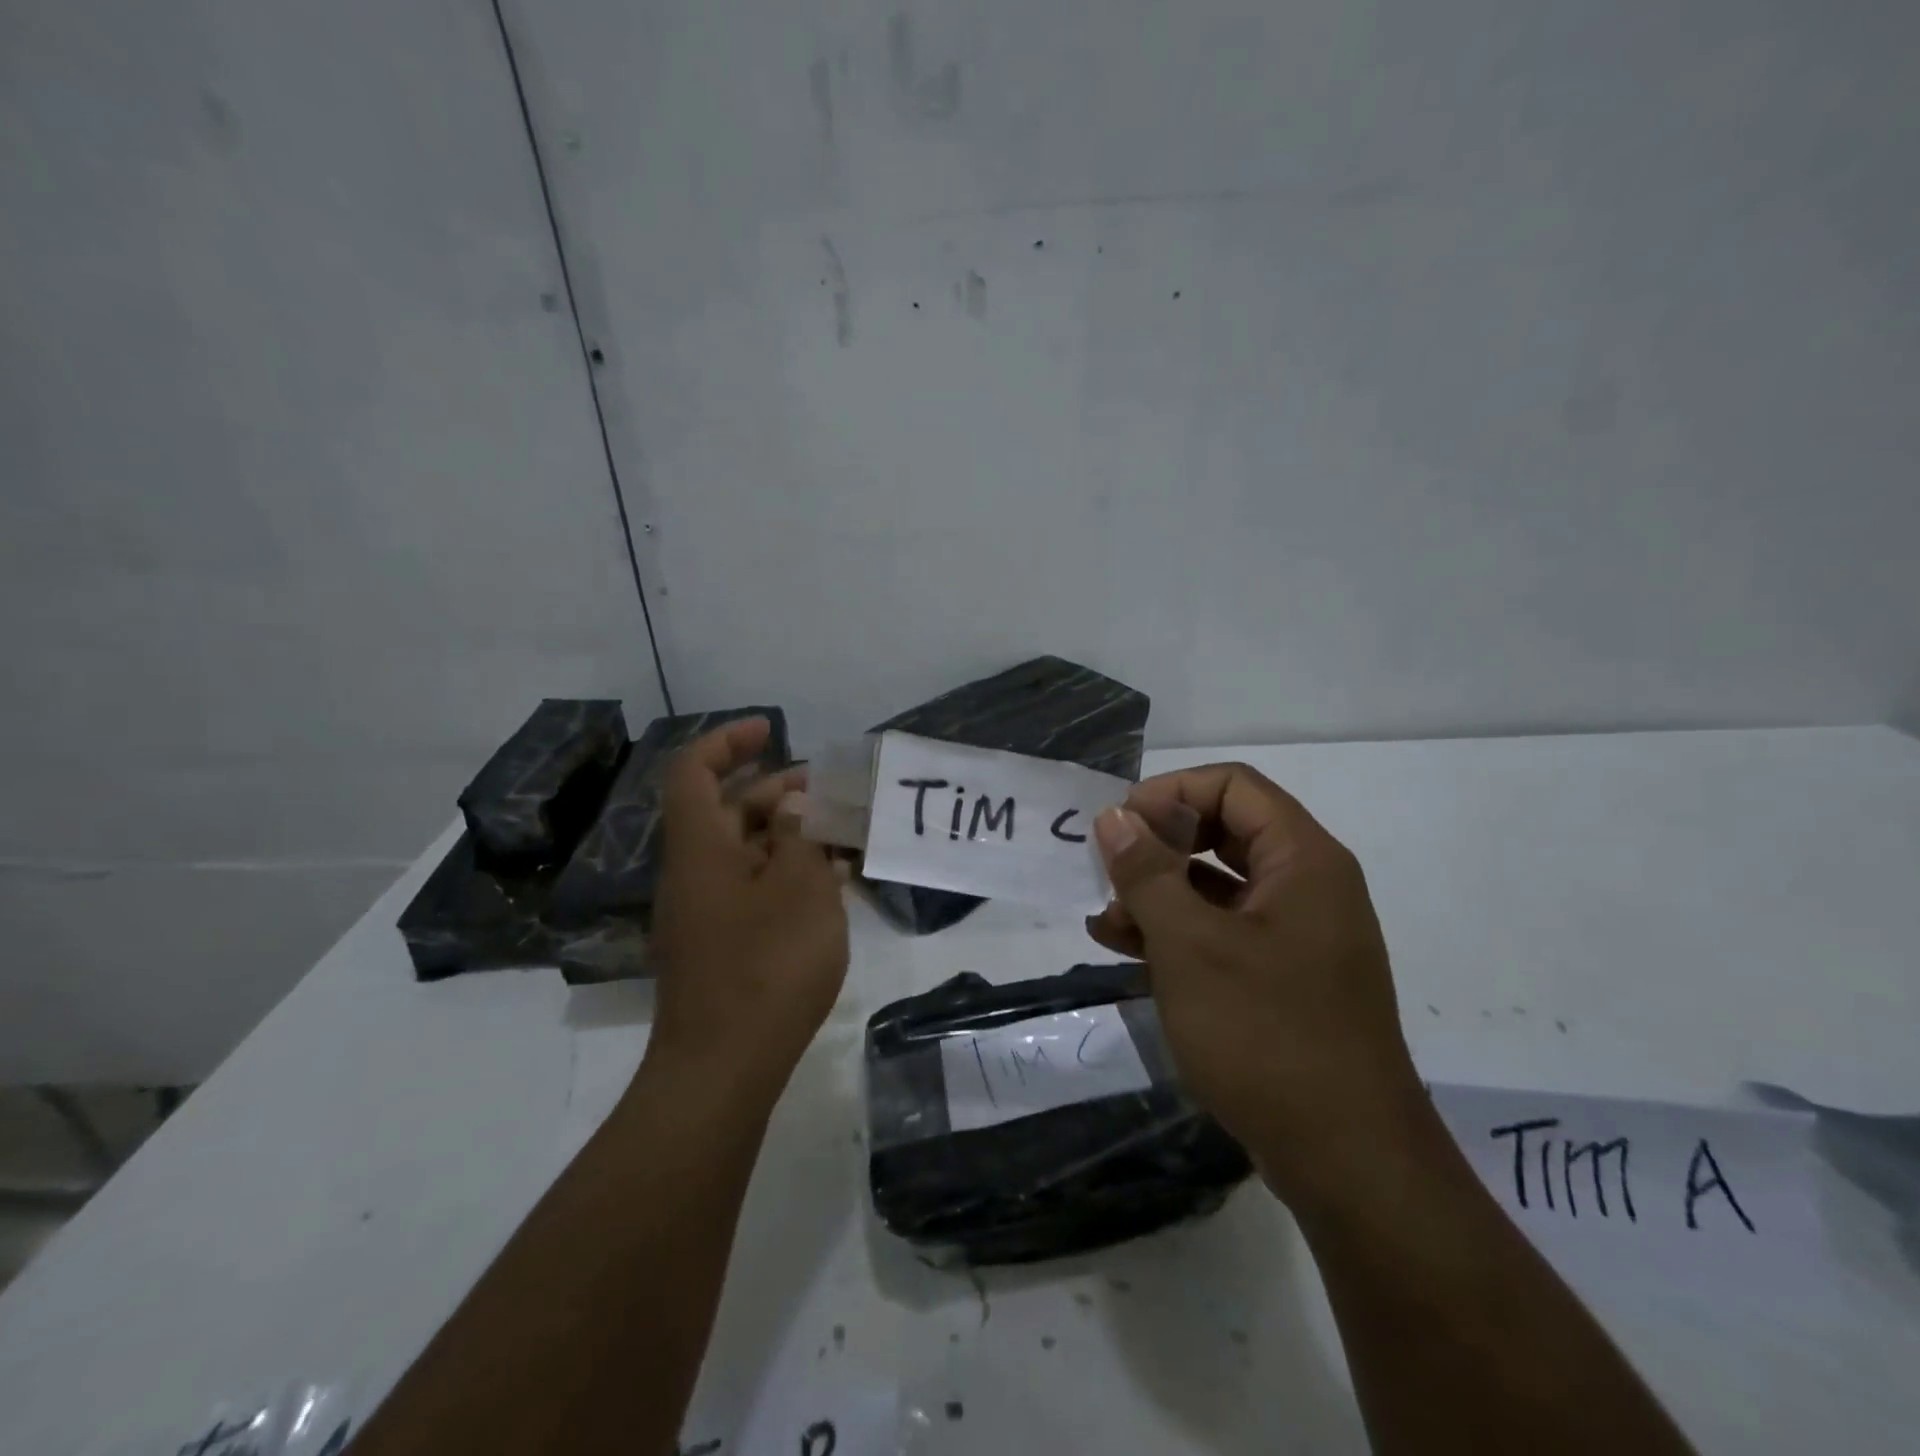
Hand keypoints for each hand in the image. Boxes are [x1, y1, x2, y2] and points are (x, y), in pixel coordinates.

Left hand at [644, 719, 848, 1106]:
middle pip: (724, 810)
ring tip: (841, 834)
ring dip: (787, 835)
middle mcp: (693, 873)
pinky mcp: (721, 946)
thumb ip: (798, 836)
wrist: (722, 1069)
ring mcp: (705, 913)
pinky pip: (751, 889)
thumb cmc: (765, 966)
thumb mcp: (799, 888)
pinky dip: (786, 875)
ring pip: (744, 852)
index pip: (694, 771)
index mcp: (699, 848)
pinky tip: (830, 884)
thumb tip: (792, 805)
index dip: (728, 741)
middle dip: (774, 790)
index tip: (771, 729)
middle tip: (827, 790)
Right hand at [1085, 763, 1425, 1205]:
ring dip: (1159, 894)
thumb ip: (1147, 872)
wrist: (1347, 1161)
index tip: (1119, 827)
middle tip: (1108, 870)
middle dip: (1158, 846)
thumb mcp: (1189, 945)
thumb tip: (1114, 816)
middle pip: (1224, 832)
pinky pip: (1224, 932)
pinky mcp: (1284, 978)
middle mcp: (1307, 886)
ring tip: (1104, 921)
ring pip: (1218, 886)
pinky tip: (1127, 951)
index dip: (1170, 793)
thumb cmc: (1266, 1033)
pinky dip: (1177, 933)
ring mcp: (1297, 936)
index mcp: (1303, 860)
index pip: (1232, 786)